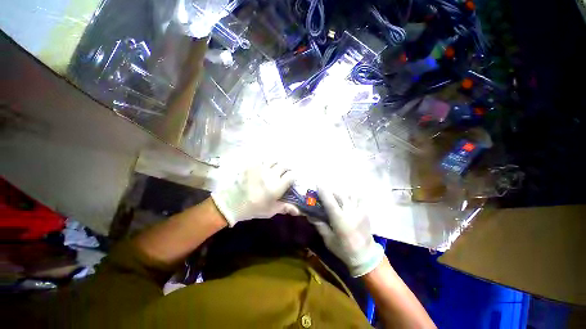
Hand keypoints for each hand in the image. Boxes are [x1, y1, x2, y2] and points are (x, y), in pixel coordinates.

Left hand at [211, 162, 299, 225]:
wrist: (233, 202)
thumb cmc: (254, 208)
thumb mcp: (271, 210)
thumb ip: (285, 208)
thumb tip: (298, 211)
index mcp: (277, 186)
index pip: (291, 175)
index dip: (293, 177)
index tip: (291, 180)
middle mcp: (271, 175)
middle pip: (284, 166)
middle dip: (286, 169)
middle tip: (283, 174)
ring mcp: (261, 168)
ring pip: (274, 160)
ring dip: (276, 164)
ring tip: (274, 169)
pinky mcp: (252, 165)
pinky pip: (261, 160)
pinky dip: (265, 163)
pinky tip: (262, 168)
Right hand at [312, 188, 383, 276]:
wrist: (365, 256)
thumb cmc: (344, 249)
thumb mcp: (328, 240)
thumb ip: (320, 225)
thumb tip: (310, 214)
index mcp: (340, 220)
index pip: (330, 202)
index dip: (323, 192)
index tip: (318, 185)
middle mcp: (350, 212)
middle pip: (339, 195)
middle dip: (331, 192)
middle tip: (326, 194)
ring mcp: (360, 211)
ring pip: (349, 195)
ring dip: (341, 194)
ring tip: (337, 198)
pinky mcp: (365, 212)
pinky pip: (359, 199)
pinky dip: (352, 197)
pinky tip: (348, 201)